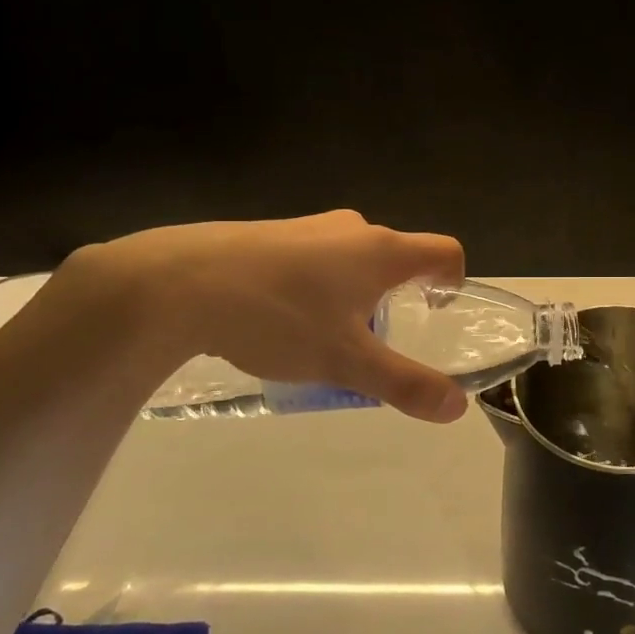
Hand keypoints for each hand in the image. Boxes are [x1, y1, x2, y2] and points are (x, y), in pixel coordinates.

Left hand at [93, 211, 468, 421]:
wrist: (177, 284)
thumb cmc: (278, 318)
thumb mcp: (346, 361)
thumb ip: (405, 384)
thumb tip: (457, 407)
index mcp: (381, 251)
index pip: (444, 250)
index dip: (453, 280)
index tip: (434, 312)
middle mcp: (352, 229)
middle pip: (397, 256)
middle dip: (396, 297)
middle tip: (373, 340)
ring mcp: (308, 226)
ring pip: (352, 258)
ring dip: (354, 293)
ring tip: (324, 336)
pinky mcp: (270, 233)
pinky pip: (314, 258)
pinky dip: (316, 286)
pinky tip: (280, 320)